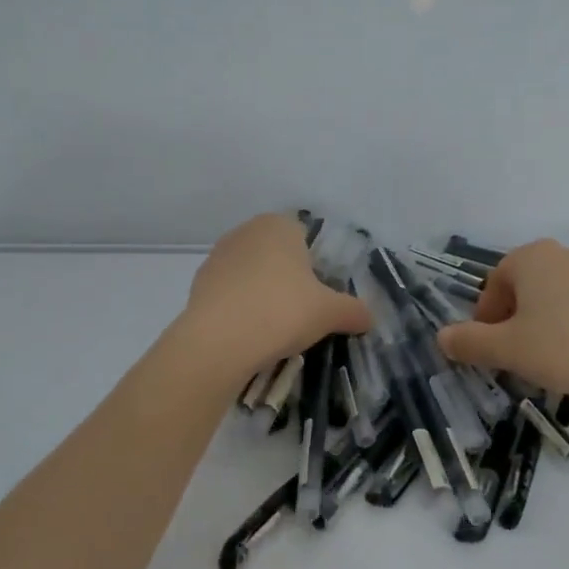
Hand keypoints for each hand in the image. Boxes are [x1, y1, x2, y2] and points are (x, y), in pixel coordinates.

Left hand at [177, 214, 371, 377]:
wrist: (218, 342)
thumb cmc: (282, 311)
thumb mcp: (330, 313)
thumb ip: (354, 311)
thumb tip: (370, 319)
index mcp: (279, 225)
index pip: (305, 236)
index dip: (316, 265)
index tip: (321, 294)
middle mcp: (246, 232)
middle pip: (277, 254)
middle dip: (289, 278)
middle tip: (302, 311)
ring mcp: (217, 257)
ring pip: (252, 273)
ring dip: (263, 293)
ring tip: (275, 327)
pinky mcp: (198, 284)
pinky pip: (231, 293)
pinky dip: (241, 307)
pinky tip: (249, 333)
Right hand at [436, 240, 568, 404]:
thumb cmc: (562, 347)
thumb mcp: (507, 348)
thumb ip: (469, 341)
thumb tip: (441, 337)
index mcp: (531, 257)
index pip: (494, 283)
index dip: (484, 317)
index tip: (487, 347)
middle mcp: (562, 254)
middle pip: (523, 287)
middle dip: (511, 319)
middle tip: (511, 353)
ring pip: (551, 297)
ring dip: (539, 323)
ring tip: (542, 358)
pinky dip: (568, 326)